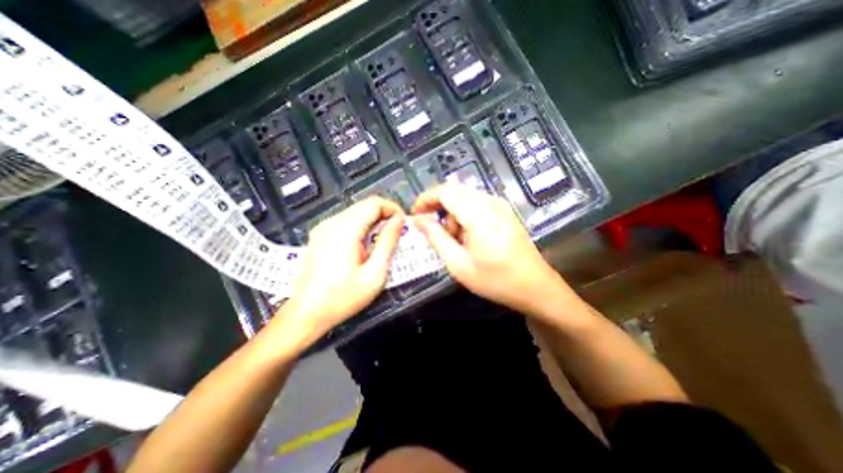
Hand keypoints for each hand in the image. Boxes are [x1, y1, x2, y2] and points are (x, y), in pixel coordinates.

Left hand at [278, 195, 405, 343]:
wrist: (308, 313)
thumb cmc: (344, 297)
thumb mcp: (374, 273)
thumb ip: (388, 243)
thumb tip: (399, 221)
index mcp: (345, 230)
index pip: (373, 203)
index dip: (392, 208)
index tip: (403, 224)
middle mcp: (332, 223)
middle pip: (364, 205)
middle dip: (384, 214)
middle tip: (397, 233)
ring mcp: (323, 227)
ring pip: (356, 211)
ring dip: (373, 220)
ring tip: (383, 239)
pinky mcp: (320, 234)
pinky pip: (346, 220)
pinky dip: (361, 225)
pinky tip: (365, 244)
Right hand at [410, 185, 575, 316]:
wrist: (536, 287)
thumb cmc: (496, 280)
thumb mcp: (458, 264)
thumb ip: (436, 237)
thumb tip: (418, 220)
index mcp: (479, 213)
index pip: (444, 191)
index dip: (425, 199)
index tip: (415, 216)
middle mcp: (490, 202)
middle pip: (454, 192)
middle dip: (438, 209)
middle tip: (435, 234)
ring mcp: (500, 205)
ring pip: (464, 198)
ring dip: (452, 215)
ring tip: (456, 242)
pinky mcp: (505, 211)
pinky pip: (477, 204)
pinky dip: (465, 217)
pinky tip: (469, 238)